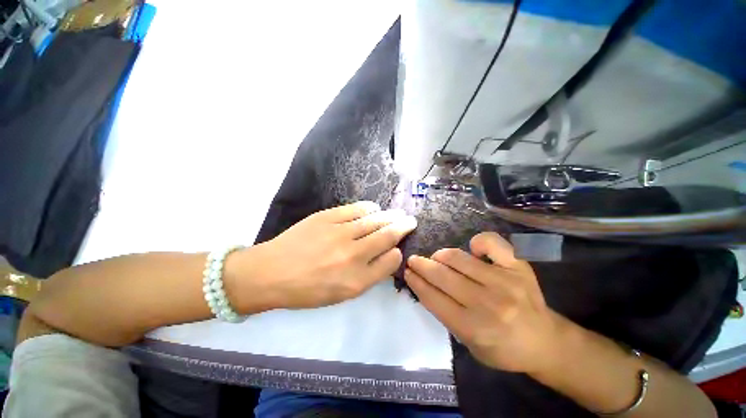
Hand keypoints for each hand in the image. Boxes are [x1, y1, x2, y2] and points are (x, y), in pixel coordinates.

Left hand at [238, 201, 416, 310]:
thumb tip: (387, 255)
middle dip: (403, 226)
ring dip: (390, 216)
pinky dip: (370, 208)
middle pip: (387, 236)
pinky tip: (374, 209)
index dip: (398, 251)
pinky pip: (357, 209)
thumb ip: (369, 276)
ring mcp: (340, 233)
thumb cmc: (307, 290)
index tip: (397, 247)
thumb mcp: (342, 294)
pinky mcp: (328, 217)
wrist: (270, 273)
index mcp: (357, 281)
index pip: (391, 260)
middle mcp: (353, 256)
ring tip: (398, 213)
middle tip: (410, 220)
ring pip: (375, 220)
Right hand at [404, 232, 560, 373]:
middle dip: (421, 265)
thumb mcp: (469, 344)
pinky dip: (478, 242)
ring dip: (441, 255)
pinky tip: (472, 249)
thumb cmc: (503, 348)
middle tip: (413, 260)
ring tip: (436, 257)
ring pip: (459, 258)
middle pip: (443, 276)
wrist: (545, 342)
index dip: (416, 283)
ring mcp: (504, 281)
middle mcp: (488, 303)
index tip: (407, 272)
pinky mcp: (518, 267)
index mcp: (473, 328)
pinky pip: (492, 243)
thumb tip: (426, 285)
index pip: (434, 298)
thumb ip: (446, 315)